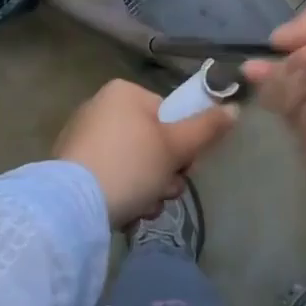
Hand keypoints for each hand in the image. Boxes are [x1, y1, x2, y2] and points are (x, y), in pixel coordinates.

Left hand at [55, 79, 239, 227]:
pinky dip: (123, 193)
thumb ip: (207, 127)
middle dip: (165, 172)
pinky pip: (110, 175)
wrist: (72, 205)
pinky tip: (126, 213)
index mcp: (123, 92)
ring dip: (148, 188)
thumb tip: (234, 108)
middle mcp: (100, 107)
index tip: (185, 166)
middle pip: (152, 141)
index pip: (168, 114)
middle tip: (165, 191)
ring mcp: (83, 137)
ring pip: (134, 163)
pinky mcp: (71, 166)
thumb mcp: (176, 146)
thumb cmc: (130, 165)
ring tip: (145, 207)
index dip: (183, 143)